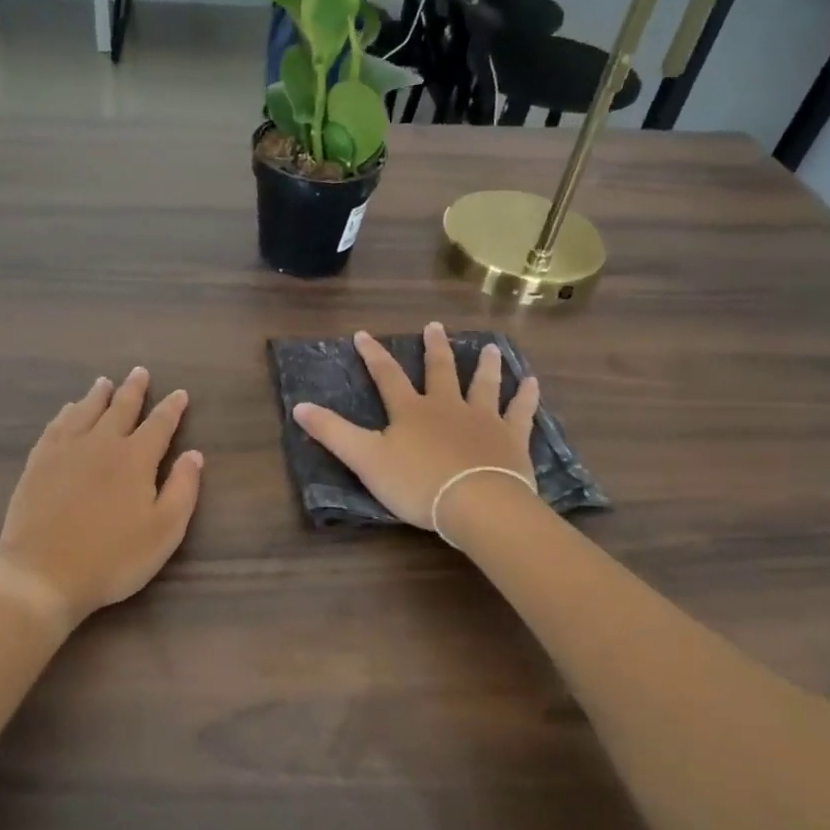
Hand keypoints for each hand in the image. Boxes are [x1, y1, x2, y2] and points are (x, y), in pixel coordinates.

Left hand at [0, 368, 203, 635]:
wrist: (43, 574)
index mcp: (135, 458)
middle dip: (133, 390)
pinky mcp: (38, 463)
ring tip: (104, 382)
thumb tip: (194, 454)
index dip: (172, 408)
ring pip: (85, 411)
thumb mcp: (163, 531)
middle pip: (120, 408)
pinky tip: (68, 410)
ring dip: (98, 395)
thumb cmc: (112, 558)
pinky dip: (66, 413)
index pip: (159, 424)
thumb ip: (183, 489)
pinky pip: (56, 426)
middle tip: (139, 372)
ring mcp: (65, 450)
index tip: (180, 393)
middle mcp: (101, 443)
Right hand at [292, 323, 538, 535]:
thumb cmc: (417, 483)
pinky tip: (531, 382)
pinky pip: (520, 411)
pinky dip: (525, 396)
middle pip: (440, 371)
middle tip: (435, 326)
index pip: (387, 376)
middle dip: (434, 348)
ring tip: (487, 347)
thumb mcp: (365, 459)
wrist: (477, 504)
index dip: (373, 355)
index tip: (363, 334)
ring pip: (483, 384)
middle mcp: (447, 406)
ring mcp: (483, 419)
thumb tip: (298, 406)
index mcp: (411, 410)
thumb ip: (332, 432)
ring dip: (484, 365)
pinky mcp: (511, 438)